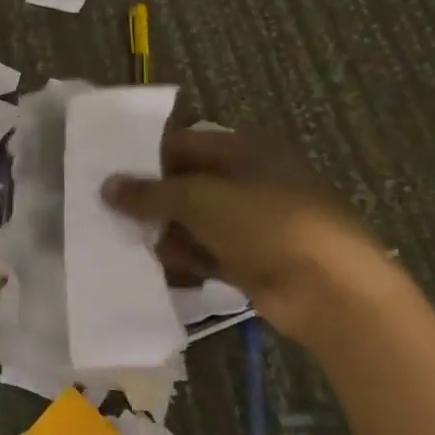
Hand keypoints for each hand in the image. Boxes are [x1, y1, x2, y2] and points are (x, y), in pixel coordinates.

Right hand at [103, 128, 394, 346]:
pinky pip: (206, 253)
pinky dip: (183, 258)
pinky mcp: (253, 260)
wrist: (330, 290)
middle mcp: (249, 181)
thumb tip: (107, 186)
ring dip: (163, 231)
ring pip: (194, 221)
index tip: (105, 171)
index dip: (144, 156)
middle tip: (104, 208)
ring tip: (120, 239)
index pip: (182, 144)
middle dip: (150, 198)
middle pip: (186, 183)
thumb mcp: (199, 199)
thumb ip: (150, 193)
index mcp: (244, 150)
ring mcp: (252, 223)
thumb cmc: (265, 223)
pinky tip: (152, 266)